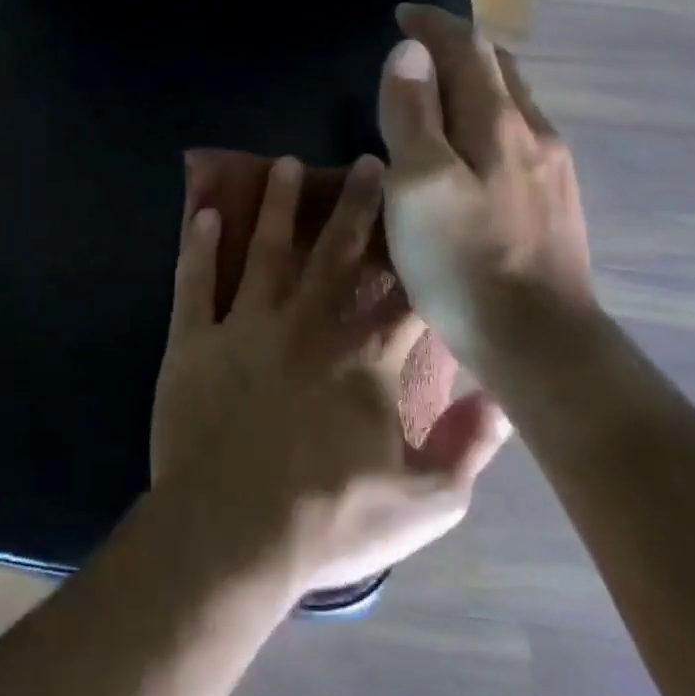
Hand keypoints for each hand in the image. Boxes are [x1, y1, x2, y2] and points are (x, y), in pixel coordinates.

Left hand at [149, 153, 510, 598]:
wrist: (231, 534)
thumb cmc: (328, 521)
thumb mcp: (424, 505)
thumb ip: (468, 449)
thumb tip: (500, 399)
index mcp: (364, 360)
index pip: (401, 295)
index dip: (415, 255)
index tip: (424, 215)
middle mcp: (308, 326)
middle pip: (338, 252)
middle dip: (357, 205)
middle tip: (367, 161)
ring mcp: (246, 327)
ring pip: (266, 250)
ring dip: (277, 205)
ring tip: (285, 163)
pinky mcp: (194, 340)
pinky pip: (196, 282)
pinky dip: (200, 247)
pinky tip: (206, 213)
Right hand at [377, 4, 595, 372]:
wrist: (538, 340)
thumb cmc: (463, 261)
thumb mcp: (419, 184)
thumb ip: (412, 113)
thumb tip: (411, 50)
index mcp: (497, 122)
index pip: (467, 48)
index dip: (433, 24)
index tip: (401, 13)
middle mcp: (533, 132)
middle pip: (499, 67)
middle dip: (459, 45)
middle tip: (420, 46)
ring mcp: (552, 167)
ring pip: (513, 102)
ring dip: (477, 80)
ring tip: (442, 88)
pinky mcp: (555, 200)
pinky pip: (520, 134)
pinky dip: (490, 116)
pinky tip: (475, 145)